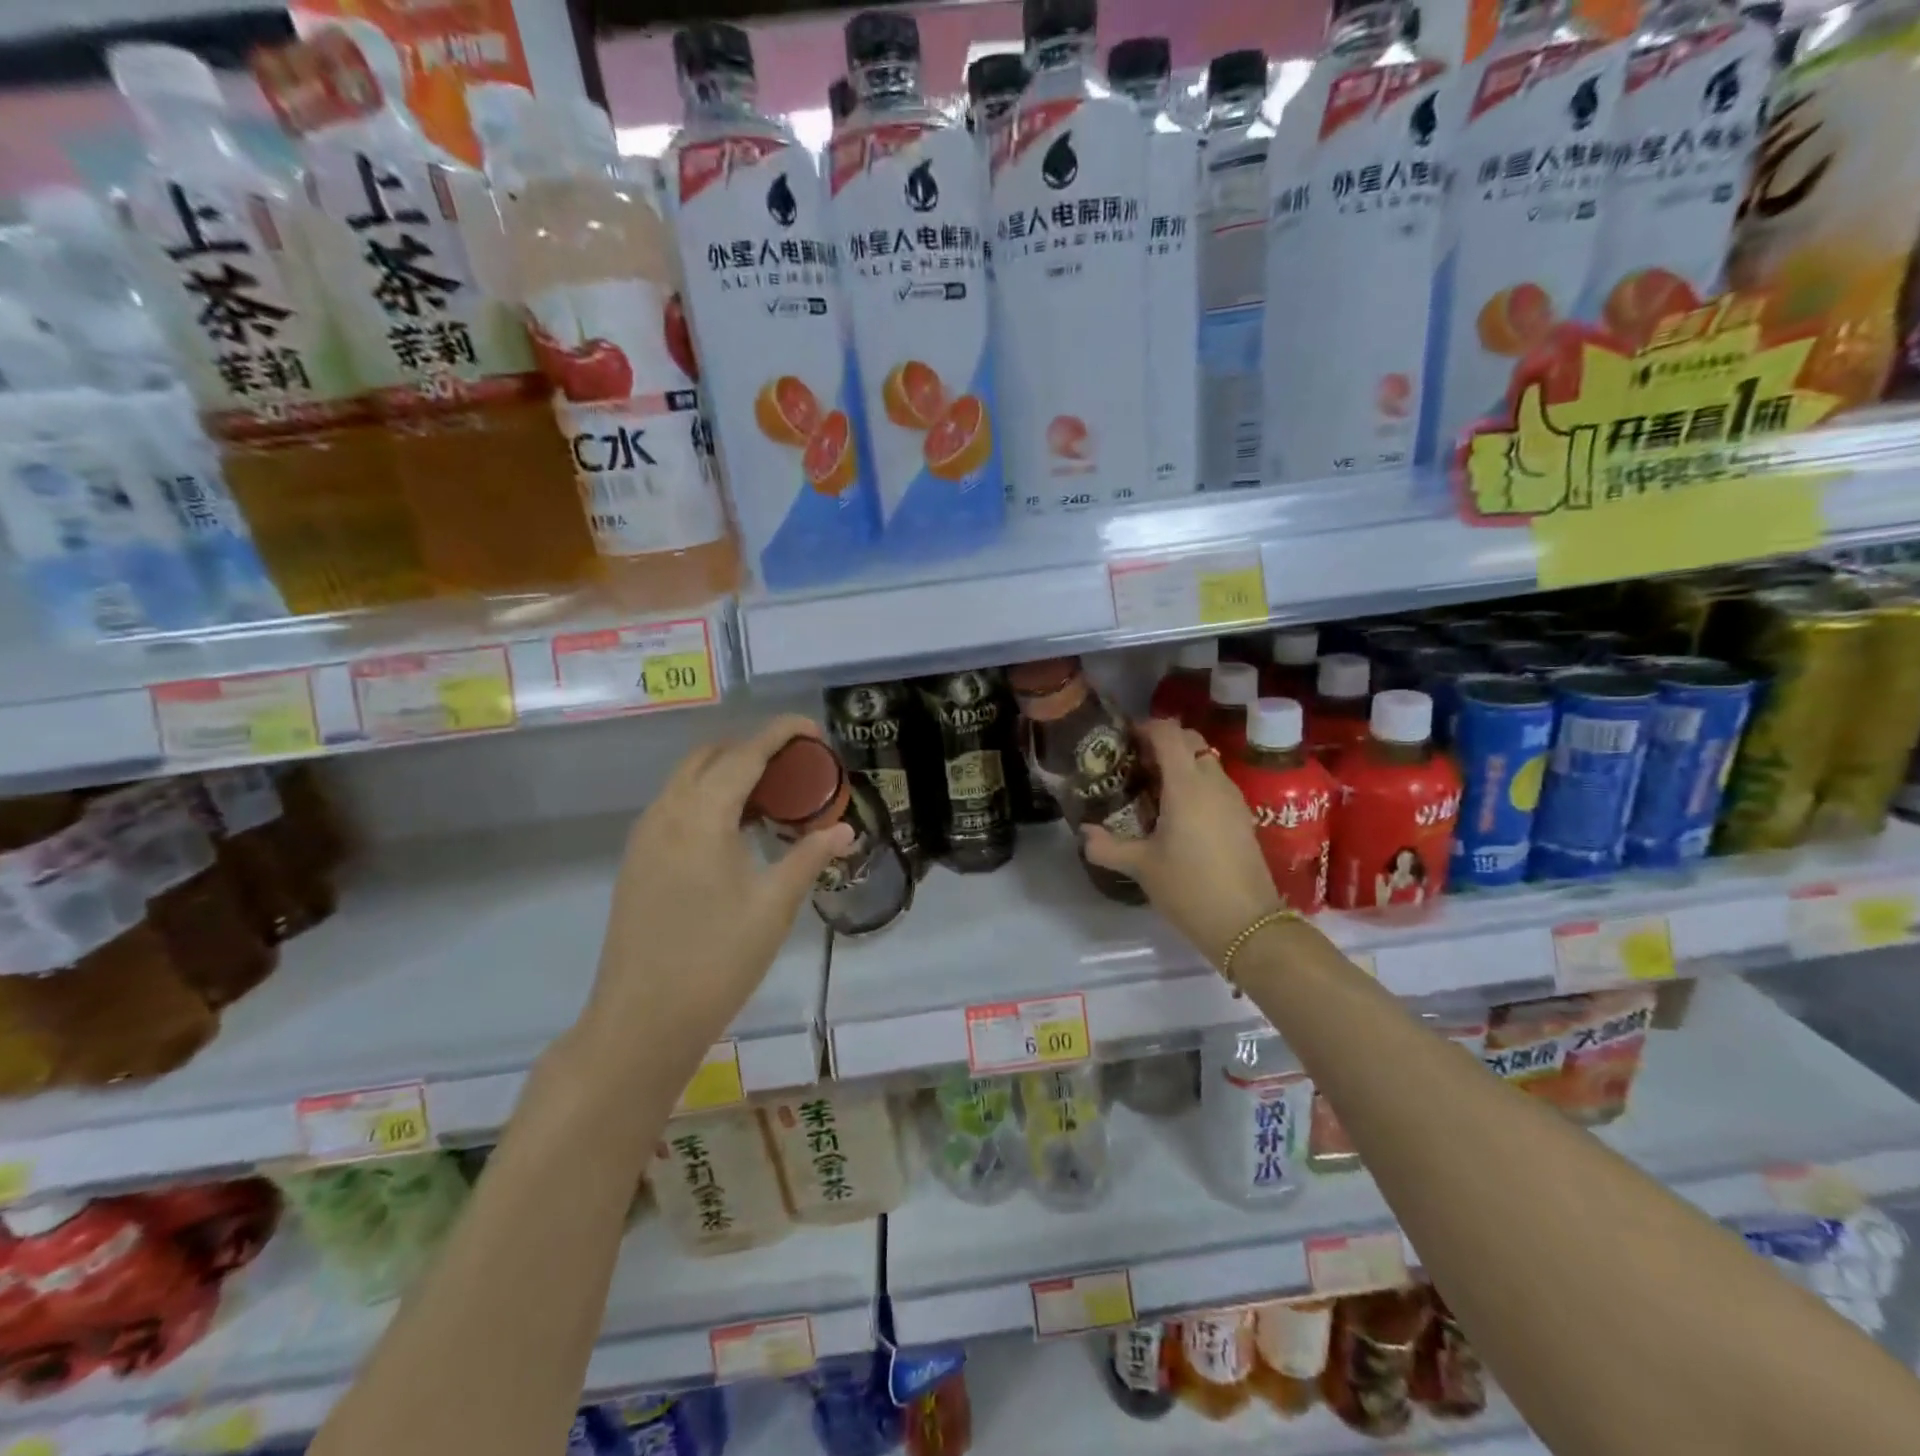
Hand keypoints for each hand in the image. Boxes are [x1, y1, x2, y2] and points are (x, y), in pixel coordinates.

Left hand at [583, 714, 853, 1054]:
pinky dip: (709, 797)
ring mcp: (646, 836)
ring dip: (729, 772)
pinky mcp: (638, 860)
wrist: (641, 1021)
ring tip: (774, 796)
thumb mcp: (774, 906)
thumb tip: (844, 830)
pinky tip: (738, 829)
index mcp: (701, 816)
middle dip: (754, 748)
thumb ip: (809, 857)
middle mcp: (666, 813)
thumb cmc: (716, 960)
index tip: (813, 730)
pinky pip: (676, 806)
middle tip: (797, 766)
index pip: (745, 754)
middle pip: (711, 756)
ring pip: (688, 779)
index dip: (780, 734)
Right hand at [1083, 718, 1281, 965]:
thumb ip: (1107, 846)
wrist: (1247, 924)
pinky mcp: (1243, 817)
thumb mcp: (1141, 867)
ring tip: (1153, 789)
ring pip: (1205, 762)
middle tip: (1136, 764)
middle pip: (1189, 741)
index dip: (1145, 727)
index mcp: (1186, 785)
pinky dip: (1196, 784)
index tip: (1123, 740)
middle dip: (1162, 743)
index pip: (1168, 733)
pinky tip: (1178, 813)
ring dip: (1180, 764)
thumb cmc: (1189, 888)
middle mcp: (1212, 782)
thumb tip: (1083, 833)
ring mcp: (1233, 799)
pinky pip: (1216, 784)